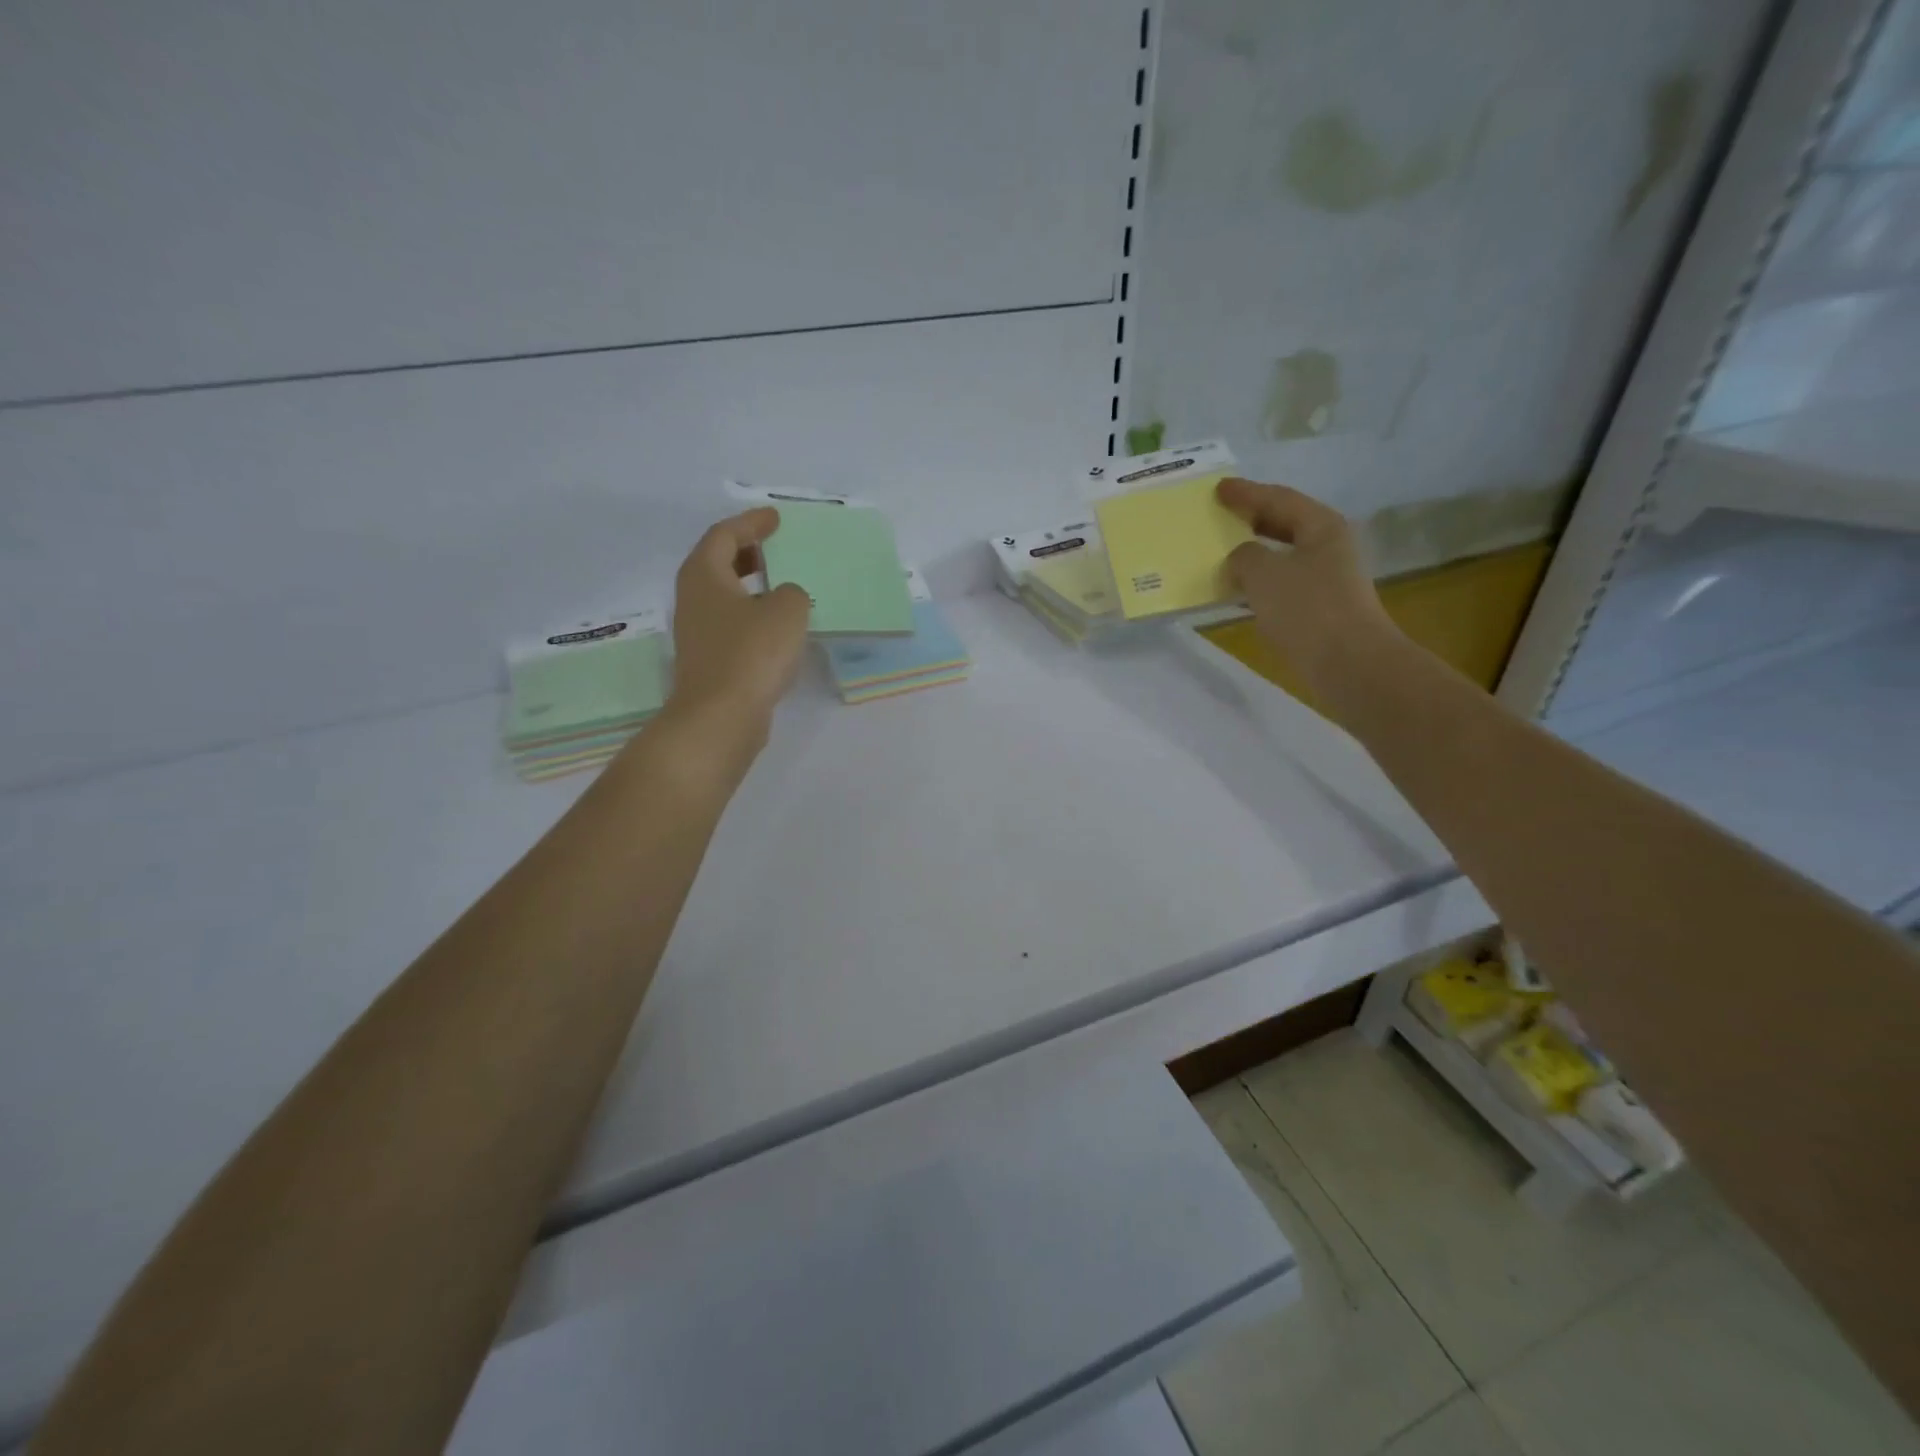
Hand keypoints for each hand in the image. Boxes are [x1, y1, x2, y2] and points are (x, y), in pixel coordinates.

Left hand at [661, 508, 810, 760]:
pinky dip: (753, 616)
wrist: (720, 718)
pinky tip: (777, 628)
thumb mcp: (787, 611)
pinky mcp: (709, 661)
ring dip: (750, 586)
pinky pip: (732, 624)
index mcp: (704, 575)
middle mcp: (693, 599)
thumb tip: (784, 598)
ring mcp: (698, 633)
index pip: (724, 534)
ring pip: (724, 596)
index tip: (775, 518)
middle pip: (717, 563)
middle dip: (745, 551)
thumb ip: (792, 593)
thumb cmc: (751, 654)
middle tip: (774, 547)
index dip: (751, 523)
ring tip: (781, 585)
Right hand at [1217, 477, 1400, 706]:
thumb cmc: (1307, 609)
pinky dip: (1259, 583)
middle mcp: (1329, 547)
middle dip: (1252, 519)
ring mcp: (1328, 579)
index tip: (1218, 489)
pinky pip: (1282, 584)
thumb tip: (1241, 558)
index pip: (1278, 498)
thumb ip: (1244, 556)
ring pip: (1283, 556)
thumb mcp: (1264, 573)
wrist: (1349, 663)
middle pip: (1285, 524)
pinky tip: (1238, 591)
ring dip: (1253, 554)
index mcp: (1321, 526)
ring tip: (1222, 553)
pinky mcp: (1321, 608)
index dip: (1246, 493)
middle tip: (1221, 515)